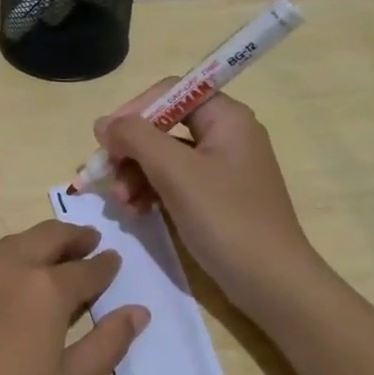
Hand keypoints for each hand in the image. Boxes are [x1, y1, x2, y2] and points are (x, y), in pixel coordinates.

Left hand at [0, 221, 147, 374]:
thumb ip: (106, 344)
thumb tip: (138, 311)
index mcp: (43, 289)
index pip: (85, 270)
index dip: (104, 266)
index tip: (115, 260)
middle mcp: (5, 271)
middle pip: (44, 238)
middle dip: (71, 236)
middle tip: (89, 240)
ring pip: (10, 246)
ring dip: (38, 243)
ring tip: (54, 255)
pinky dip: (8, 260)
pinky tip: (10, 285)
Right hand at [95, 83, 319, 322]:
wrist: (270, 281)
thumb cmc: (225, 218)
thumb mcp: (175, 172)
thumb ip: (136, 138)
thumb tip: (103, 123)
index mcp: (226, 118)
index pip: (170, 93)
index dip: (134, 111)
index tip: (106, 140)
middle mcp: (226, 135)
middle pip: (163, 126)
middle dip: (131, 151)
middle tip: (106, 176)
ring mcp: (222, 168)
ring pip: (164, 157)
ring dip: (135, 175)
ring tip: (121, 203)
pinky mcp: (216, 197)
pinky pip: (174, 181)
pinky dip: (151, 191)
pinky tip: (136, 212)